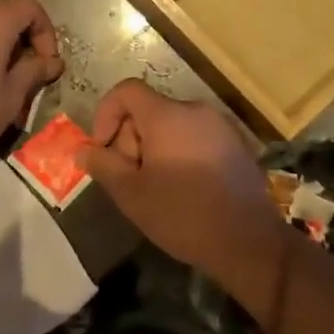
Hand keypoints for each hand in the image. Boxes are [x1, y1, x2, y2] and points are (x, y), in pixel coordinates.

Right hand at [77, 79, 284, 276]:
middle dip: (130, 139)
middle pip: (148, 110)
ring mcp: (219, 126)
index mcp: (167, 115)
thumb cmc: (183, 215)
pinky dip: (179, 152)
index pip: (126, 90)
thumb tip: (83, 150)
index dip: (106, 113)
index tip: (103, 148)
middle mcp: (195, 110)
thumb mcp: (132, 194)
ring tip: (156, 187)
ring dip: (154, 148)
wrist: (249, 243)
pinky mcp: (235, 144)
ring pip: (171, 125)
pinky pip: (194, 137)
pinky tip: (183, 189)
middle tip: (131, 178)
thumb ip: (103, 166)